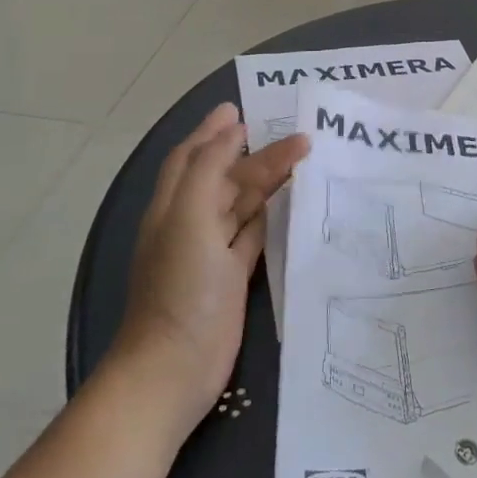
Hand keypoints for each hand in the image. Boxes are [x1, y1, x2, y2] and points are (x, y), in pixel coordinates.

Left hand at [109, 103, 308, 424]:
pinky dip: (270, 215)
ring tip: (303, 159)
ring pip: (242, 203)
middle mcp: (190, 223)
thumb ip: (207, 168)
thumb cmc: (179, 287)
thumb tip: (232, 130)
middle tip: (301, 137)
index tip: (240, 108)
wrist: (174, 368)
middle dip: (258, 154)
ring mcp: (212, 252)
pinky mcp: (232, 276)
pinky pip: (254, 234)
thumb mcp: (187, 218)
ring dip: (267, 181)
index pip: (192, 156)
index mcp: (173, 206)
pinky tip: (290, 203)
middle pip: (226, 177)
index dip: (213, 131)